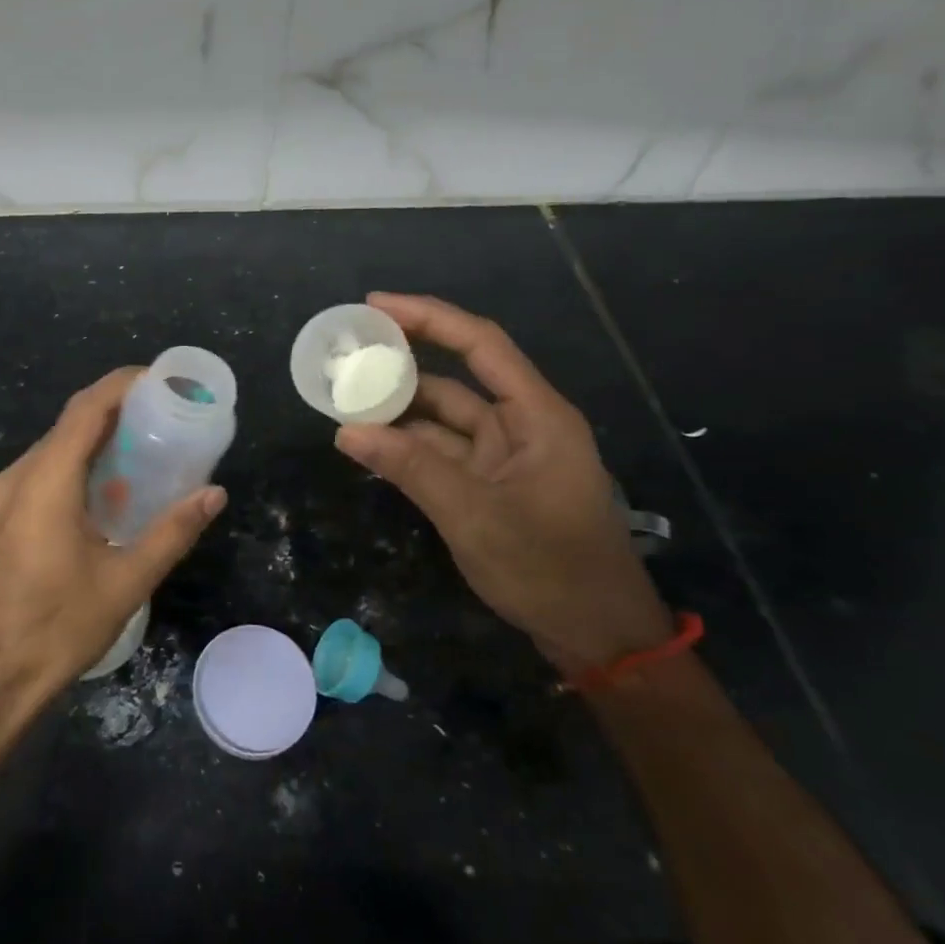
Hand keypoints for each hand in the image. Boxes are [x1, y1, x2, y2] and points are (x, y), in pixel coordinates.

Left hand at [0, 368, 226, 726]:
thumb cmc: (55, 630)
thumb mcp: (124, 582)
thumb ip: (172, 532)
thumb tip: (215, 494)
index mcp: (45, 481)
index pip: (86, 409)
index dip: (122, 385)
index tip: (161, 380)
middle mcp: (17, 478)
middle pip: (69, 424)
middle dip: (115, 410)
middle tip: (164, 415)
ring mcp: (0, 499)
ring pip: (53, 448)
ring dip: (95, 439)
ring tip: (144, 446)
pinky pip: (41, 473)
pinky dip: (76, 465)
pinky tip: (106, 489)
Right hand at [334, 293, 672, 675]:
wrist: (598, 638)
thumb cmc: (550, 569)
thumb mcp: (475, 516)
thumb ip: (410, 468)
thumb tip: (347, 430)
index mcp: (536, 416)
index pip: (480, 345)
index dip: (429, 317)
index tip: (375, 305)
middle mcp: (521, 425)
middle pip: (456, 377)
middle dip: (403, 365)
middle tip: (347, 355)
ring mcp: (505, 457)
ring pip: (444, 418)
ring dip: (399, 411)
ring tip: (346, 399)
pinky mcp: (492, 485)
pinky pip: (442, 452)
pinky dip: (408, 447)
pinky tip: (371, 444)